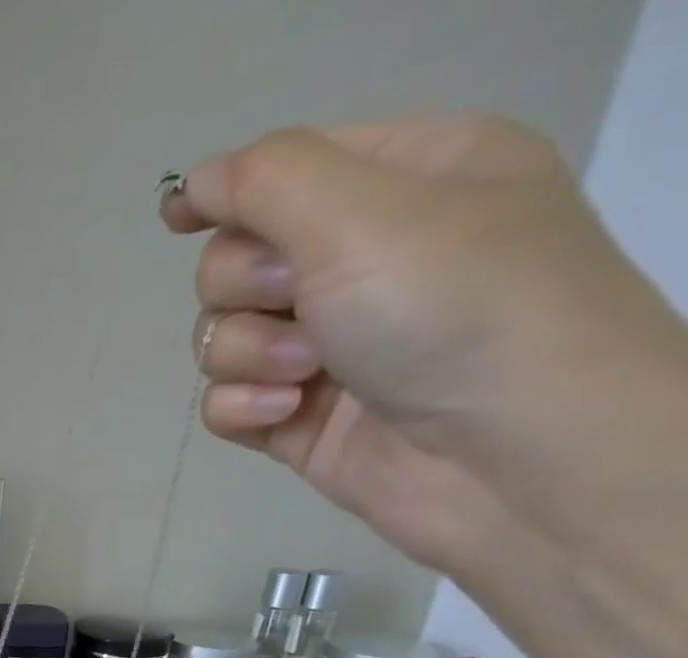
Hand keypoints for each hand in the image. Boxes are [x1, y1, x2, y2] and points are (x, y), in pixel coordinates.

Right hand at [161, 115, 687, 573]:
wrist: (509, 454)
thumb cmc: (454, 307)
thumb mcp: (363, 211)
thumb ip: (266, 181)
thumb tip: (194, 181)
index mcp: (402, 182)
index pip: (283, 174)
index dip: (228, 195)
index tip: (178, 219)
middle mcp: (362, 261)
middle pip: (234, 266)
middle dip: (246, 292)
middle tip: (299, 306)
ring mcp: (327, 346)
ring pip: (221, 340)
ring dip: (247, 357)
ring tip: (306, 375)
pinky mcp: (298, 416)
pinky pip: (226, 403)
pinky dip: (245, 408)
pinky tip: (288, 414)